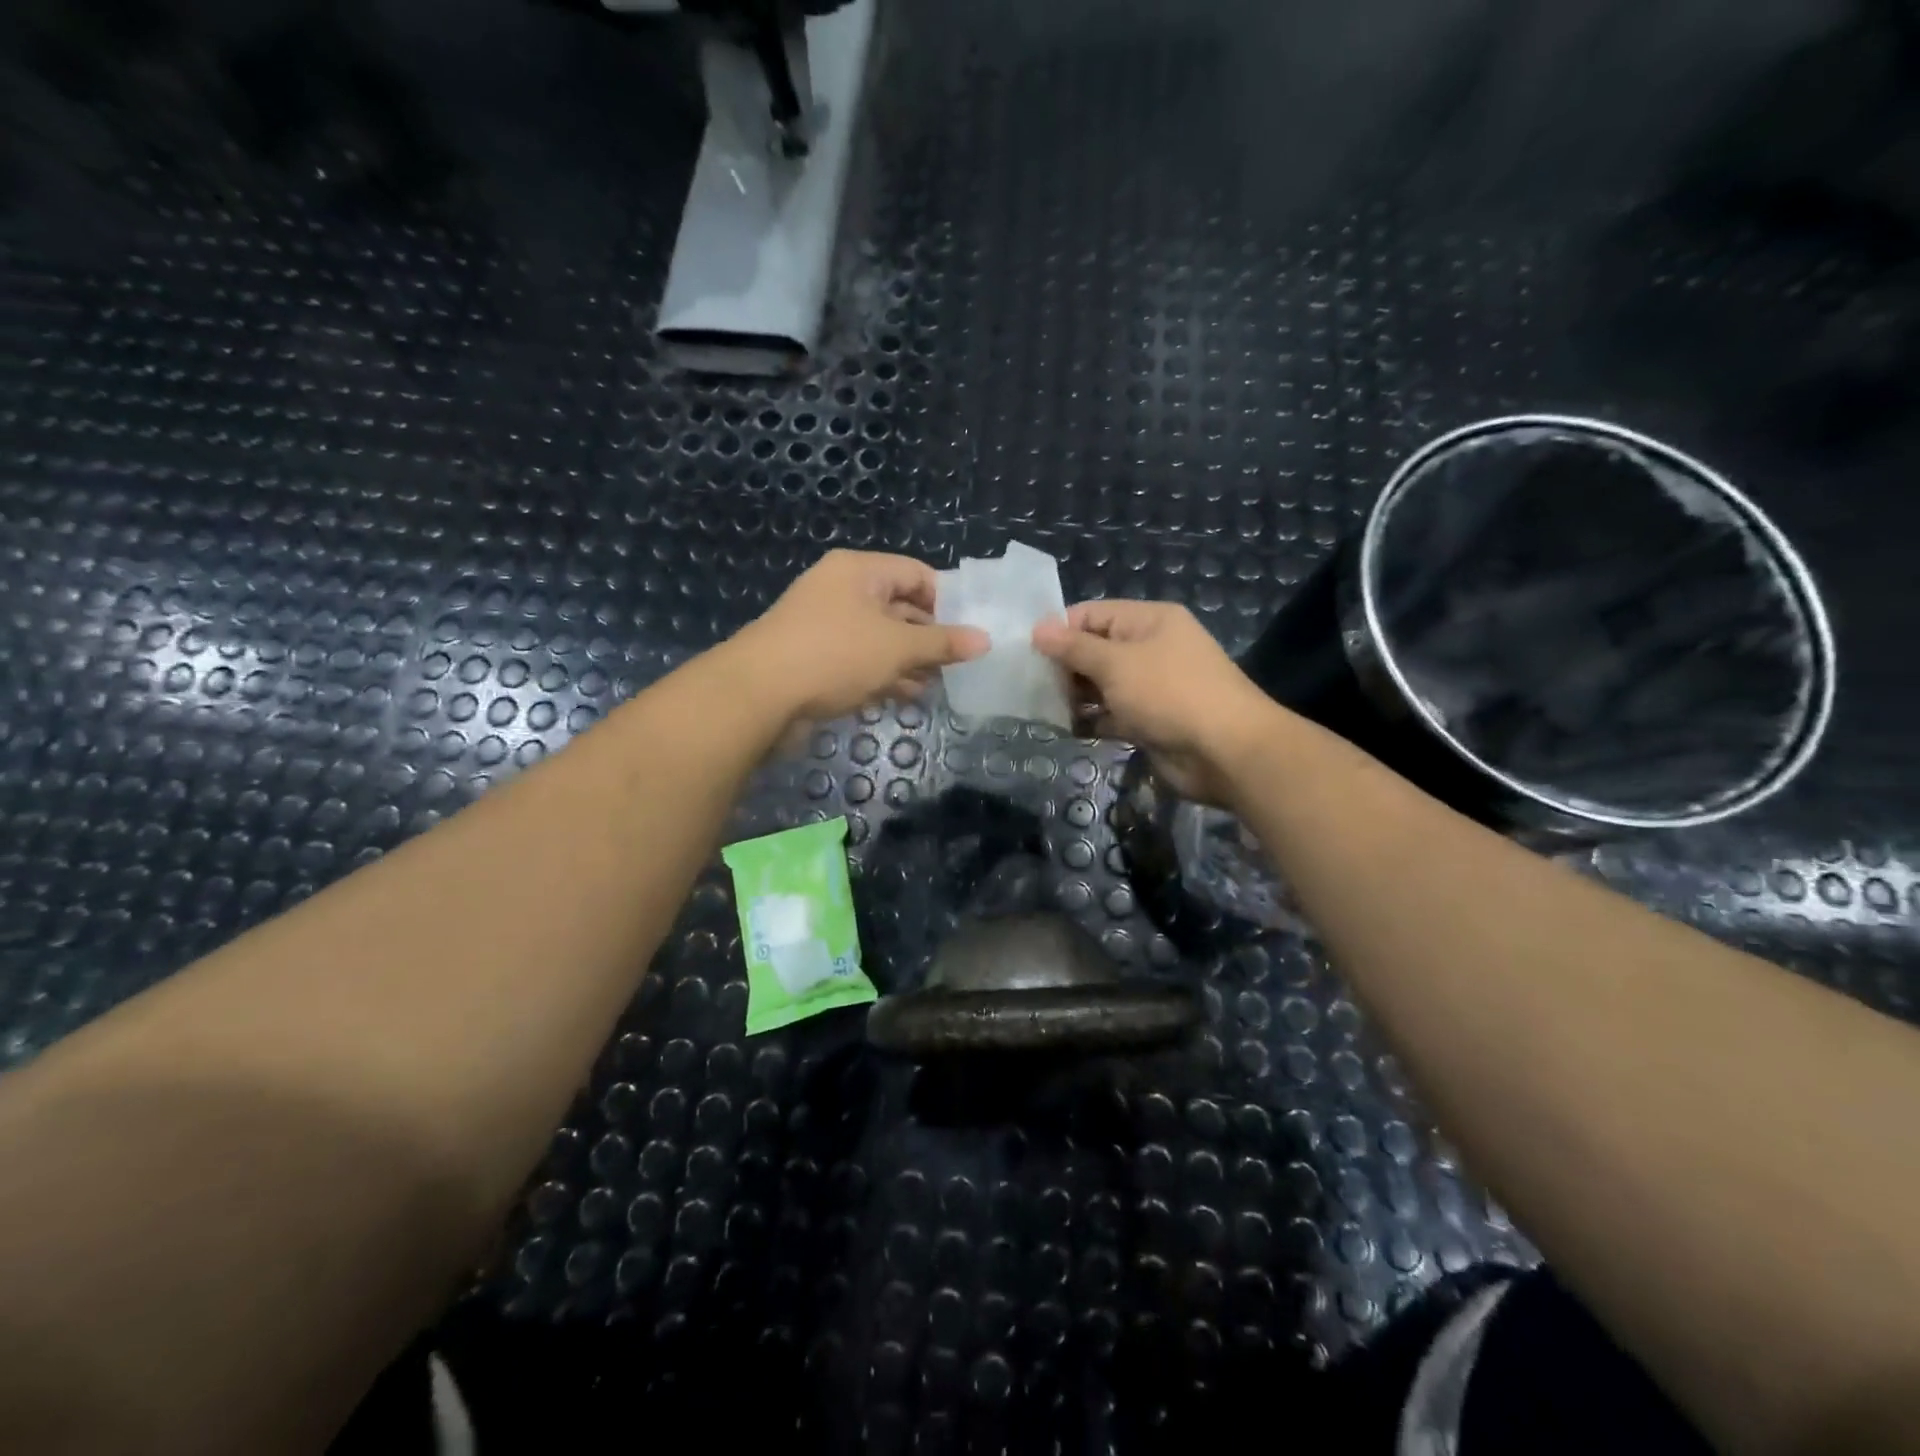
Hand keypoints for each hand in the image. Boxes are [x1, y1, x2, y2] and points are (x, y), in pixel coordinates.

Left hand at [732, 550, 987, 725]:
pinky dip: (884, 675)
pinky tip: (909, 696)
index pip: (915, 574)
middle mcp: (841, 591)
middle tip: (960, 662)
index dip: (947, 600)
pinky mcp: (816, 659)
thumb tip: (985, 640)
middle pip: (899, 607)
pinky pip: (860, 661)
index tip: (971, 630)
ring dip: (909, 660)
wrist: (758, 695)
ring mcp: (826, 627)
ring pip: (880, 638)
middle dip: (929, 636)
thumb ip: (942, 643)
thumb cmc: (834, 655)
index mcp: (859, 571)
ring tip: (941, 683)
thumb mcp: (896, 647)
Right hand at [1032, 600, 1277, 804]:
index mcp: (1149, 621)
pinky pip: (1113, 714)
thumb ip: (1074, 648)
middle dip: (1065, 666)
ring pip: (1102, 684)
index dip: (1060, 630)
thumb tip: (1037, 629)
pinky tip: (1067, 729)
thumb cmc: (1169, 694)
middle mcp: (1151, 648)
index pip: (1093, 613)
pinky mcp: (1150, 721)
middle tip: (1032, 686)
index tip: (1028, 652)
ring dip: (1075, 696)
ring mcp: (1152, 686)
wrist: (1225, 751)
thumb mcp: (1116, 664)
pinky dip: (1092, 720)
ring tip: (1043, 708)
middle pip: (1096, 649)